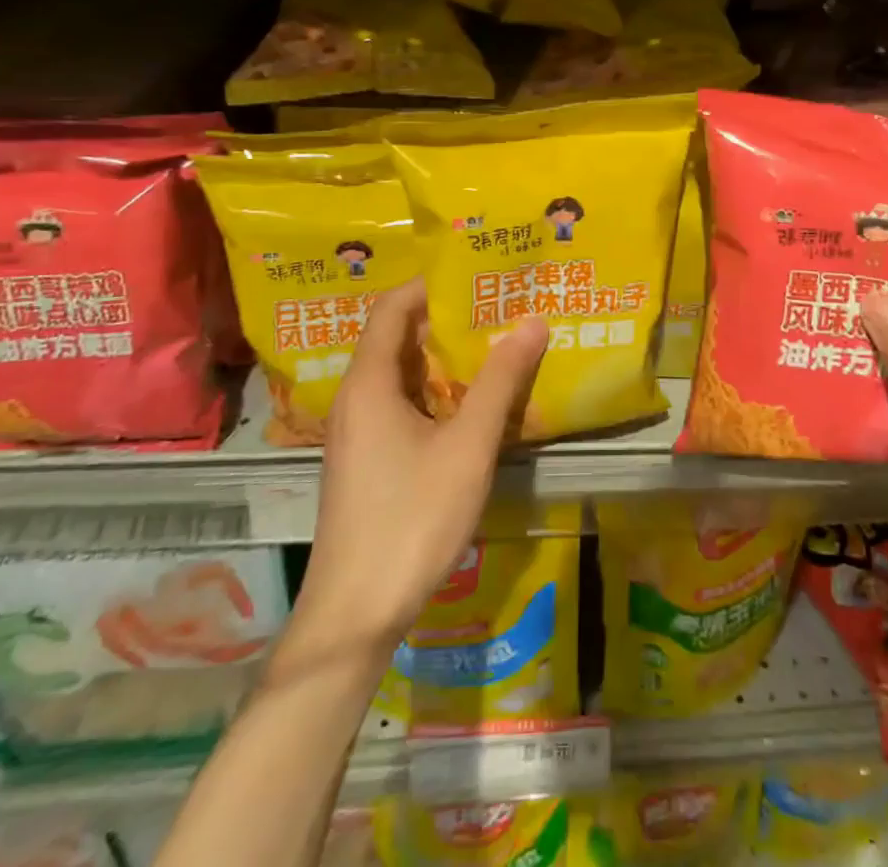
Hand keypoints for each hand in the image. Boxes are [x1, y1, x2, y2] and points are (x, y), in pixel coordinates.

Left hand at [287, 280, 547, 662]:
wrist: (355, 614)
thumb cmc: (412, 518)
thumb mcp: (467, 446)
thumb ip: (500, 381)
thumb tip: (532, 320)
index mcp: (369, 384)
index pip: (391, 308)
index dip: (429, 284)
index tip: (476, 274)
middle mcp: (355, 399)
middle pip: (396, 339)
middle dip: (445, 319)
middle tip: (498, 306)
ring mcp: (357, 433)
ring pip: (400, 376)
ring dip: (443, 359)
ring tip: (494, 346)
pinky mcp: (366, 461)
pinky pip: (400, 406)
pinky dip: (434, 393)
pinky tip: (472, 406)